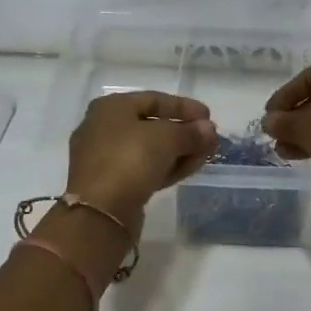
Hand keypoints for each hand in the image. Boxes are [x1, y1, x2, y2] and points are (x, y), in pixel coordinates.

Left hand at [66, 91, 217, 228]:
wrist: (100, 211)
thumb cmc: (130, 159)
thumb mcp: (166, 138)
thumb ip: (190, 132)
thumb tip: (208, 130)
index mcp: (111, 107)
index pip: (154, 99)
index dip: (184, 106)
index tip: (209, 116)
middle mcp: (104, 128)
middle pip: (152, 125)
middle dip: (184, 131)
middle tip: (210, 139)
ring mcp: (106, 158)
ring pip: (150, 149)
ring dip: (180, 150)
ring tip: (206, 155)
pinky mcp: (113, 184)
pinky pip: (145, 169)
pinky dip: (168, 167)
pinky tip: (190, 168)